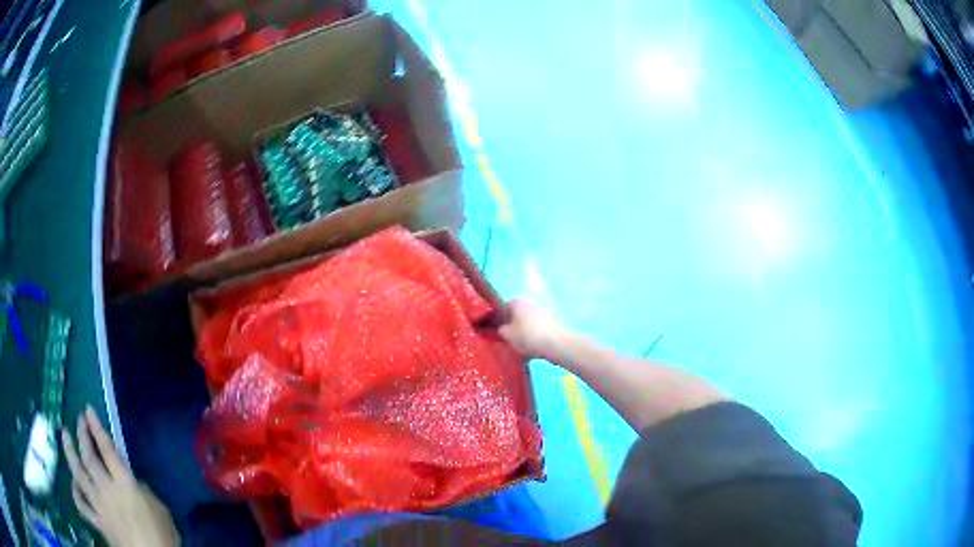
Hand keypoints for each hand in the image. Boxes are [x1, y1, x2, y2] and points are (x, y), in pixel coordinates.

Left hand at [62, 407, 178, 546]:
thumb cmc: (161, 535)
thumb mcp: (161, 511)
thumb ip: (145, 492)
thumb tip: (134, 483)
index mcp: (124, 484)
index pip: (106, 449)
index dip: (95, 427)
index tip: (87, 409)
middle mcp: (106, 489)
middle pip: (88, 457)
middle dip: (81, 435)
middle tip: (77, 420)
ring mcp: (99, 505)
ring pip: (79, 475)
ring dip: (70, 454)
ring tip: (65, 437)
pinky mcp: (98, 522)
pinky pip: (82, 505)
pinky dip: (75, 492)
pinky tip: (73, 483)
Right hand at [498, 300, 572, 359]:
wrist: (555, 344)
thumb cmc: (527, 337)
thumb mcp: (506, 335)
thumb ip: (499, 330)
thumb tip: (501, 328)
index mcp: (517, 302)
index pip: (500, 308)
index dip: (494, 319)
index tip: (492, 330)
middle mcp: (529, 303)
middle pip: (514, 315)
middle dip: (509, 326)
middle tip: (504, 339)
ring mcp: (541, 312)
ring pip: (525, 323)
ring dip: (520, 332)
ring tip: (516, 346)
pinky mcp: (550, 323)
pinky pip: (535, 329)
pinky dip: (531, 336)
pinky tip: (529, 348)